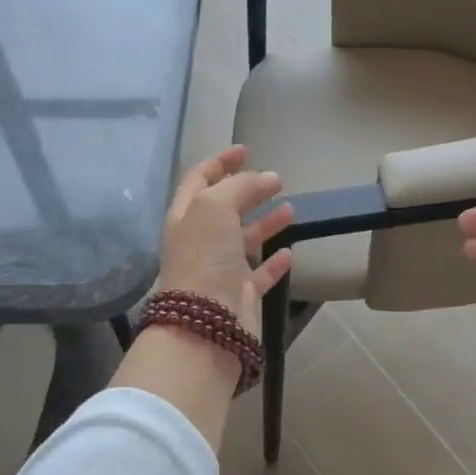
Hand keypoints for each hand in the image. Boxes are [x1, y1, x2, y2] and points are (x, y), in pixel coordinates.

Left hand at [160, 146, 293, 336]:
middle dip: (247, 191)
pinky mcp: (240, 295)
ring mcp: (219, 270)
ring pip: (243, 239)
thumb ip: (239, 186)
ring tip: (290, 209)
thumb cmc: (204, 257)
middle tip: (276, 179)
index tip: (245, 150)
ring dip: (265, 222)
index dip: (220, 162)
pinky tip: (289, 252)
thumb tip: (266, 177)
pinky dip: (273, 262)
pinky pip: (259, 273)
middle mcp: (199, 241)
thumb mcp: (215, 207)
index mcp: (185, 217)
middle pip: (224, 208)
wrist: (205, 323)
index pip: (199, 180)